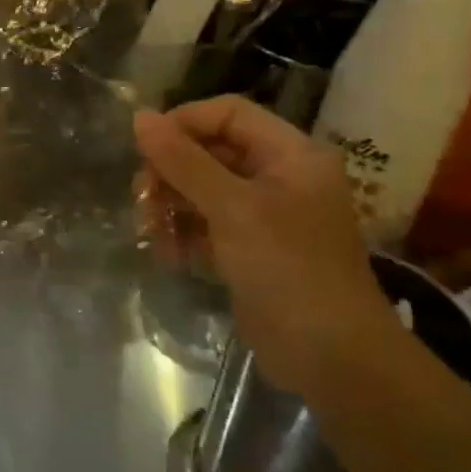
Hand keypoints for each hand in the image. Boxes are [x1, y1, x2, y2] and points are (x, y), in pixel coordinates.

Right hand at [134, 96, 393, 395]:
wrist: (331, 358)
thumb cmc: (288, 268)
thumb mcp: (232, 208)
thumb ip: (183, 161)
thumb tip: (139, 117)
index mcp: (291, 155)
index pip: (227, 114)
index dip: (183, 123)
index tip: (143, 149)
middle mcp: (279, 178)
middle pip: (209, 152)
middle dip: (170, 172)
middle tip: (142, 198)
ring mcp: (264, 216)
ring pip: (201, 190)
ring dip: (169, 206)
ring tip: (150, 233)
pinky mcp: (249, 250)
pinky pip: (204, 226)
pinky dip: (182, 235)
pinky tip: (168, 255)